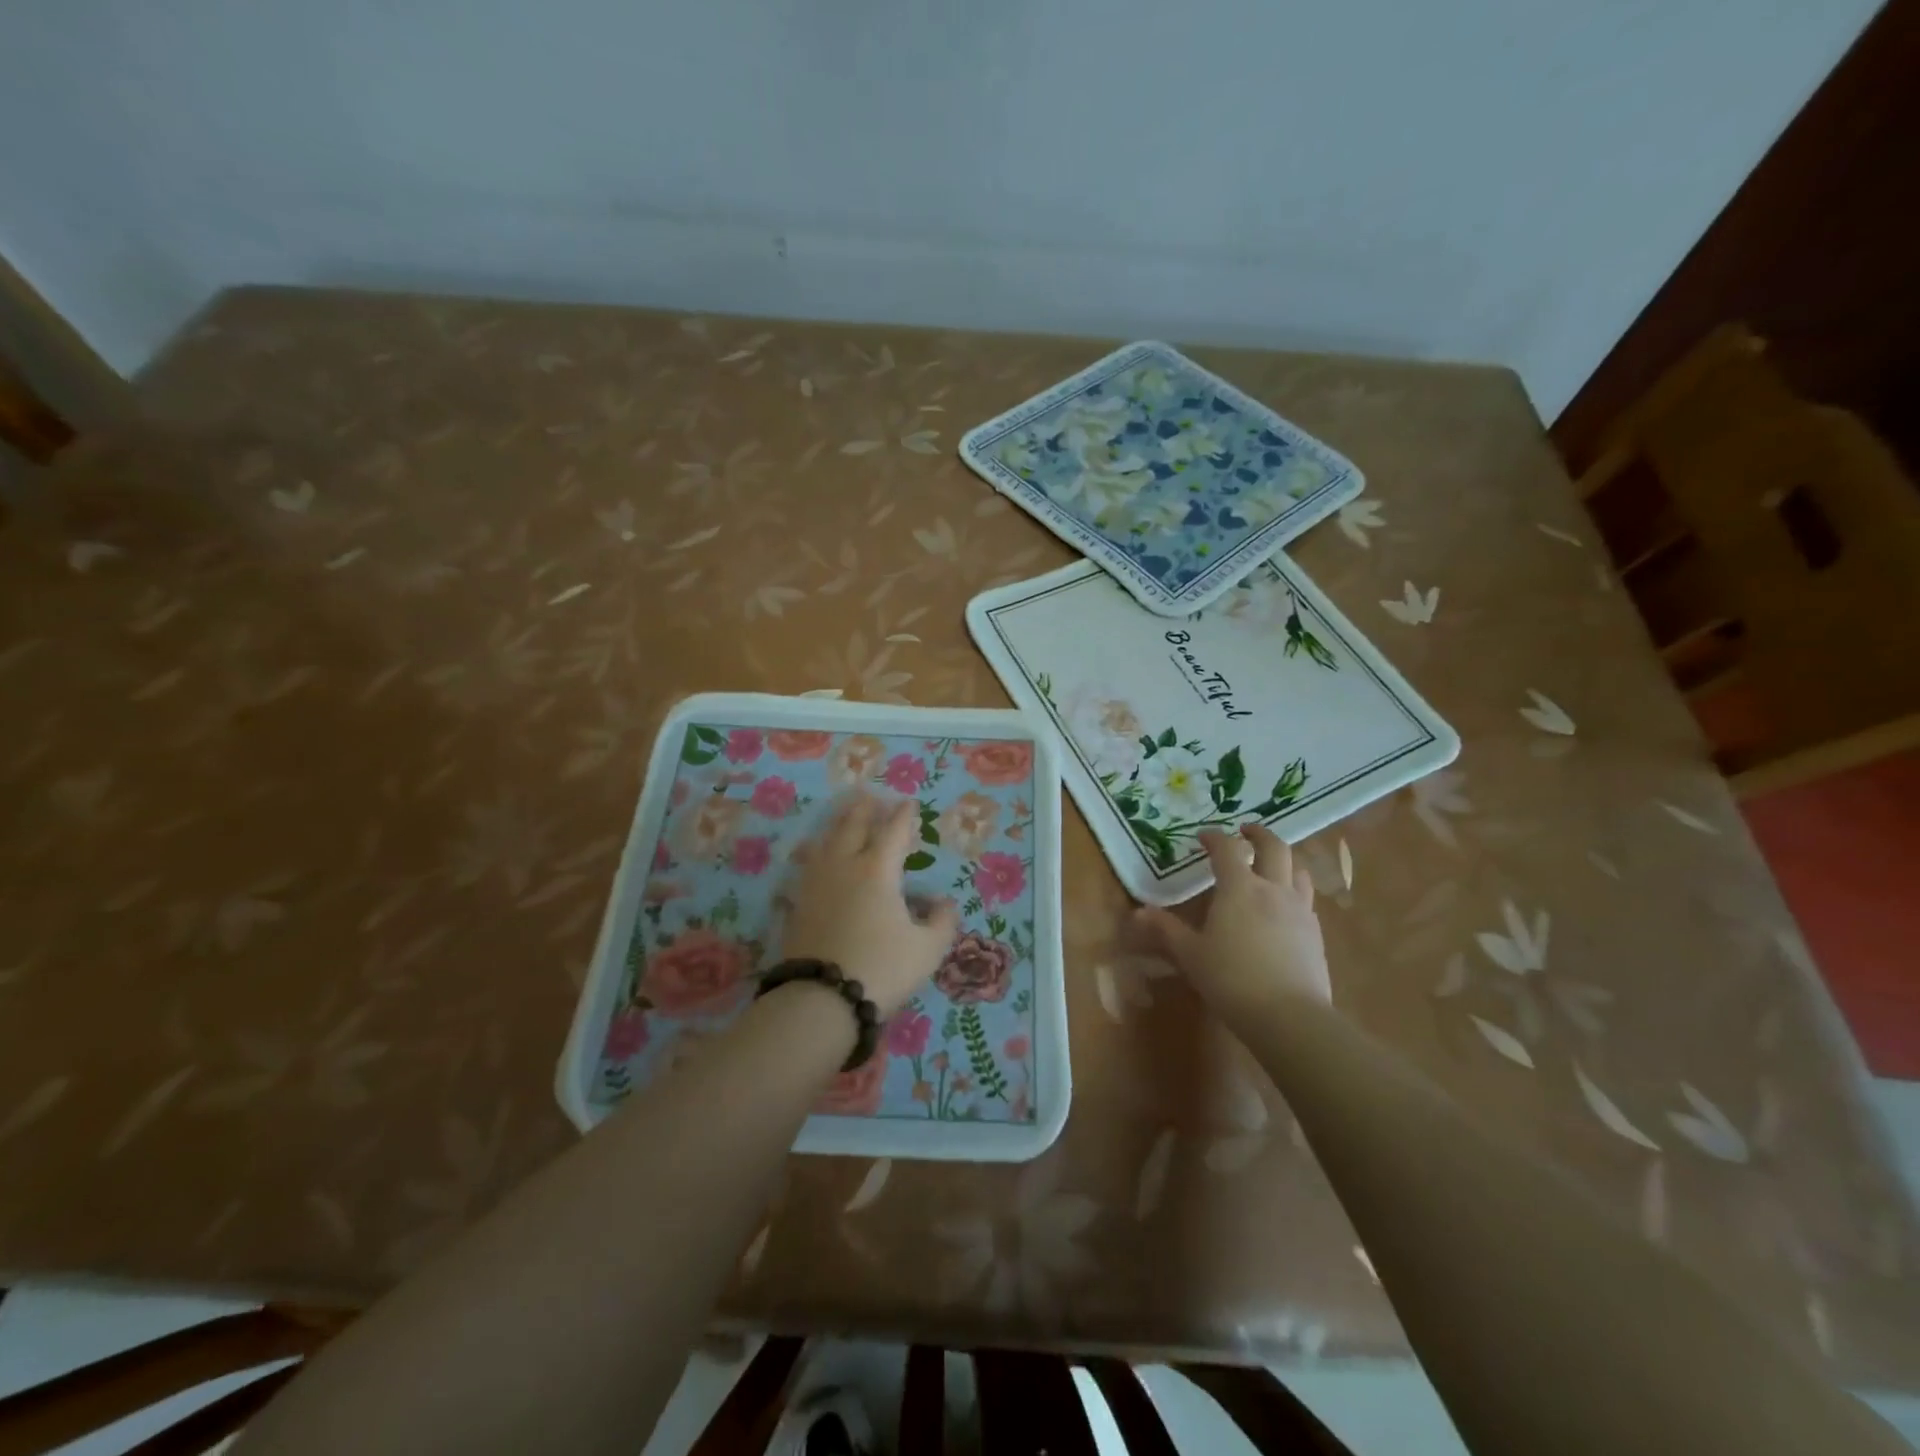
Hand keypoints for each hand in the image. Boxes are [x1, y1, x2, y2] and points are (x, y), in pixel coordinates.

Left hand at [780, 792, 960, 1016]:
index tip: (909, 803)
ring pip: (825, 843)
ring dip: (837, 825)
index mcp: (878, 871)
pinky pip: (806, 869)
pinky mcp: (797, 905)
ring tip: (842, 816)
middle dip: (864, 809)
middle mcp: (844, 867)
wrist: (822, 999)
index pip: (893, 833)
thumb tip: (943, 903)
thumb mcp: (927, 949)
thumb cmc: (882, 968)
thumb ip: (941, 922)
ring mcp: (816, 885)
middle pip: (852, 827)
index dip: (903, 816)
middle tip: (869, 794)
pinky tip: (813, 859)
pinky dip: (814, 856)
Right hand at [1135, 824, 1331, 1021]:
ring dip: (1283, 860)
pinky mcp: (1315, 934)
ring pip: (1298, 870)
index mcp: (1239, 888)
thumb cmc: (1231, 979)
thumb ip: (1166, 930)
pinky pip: (1306, 899)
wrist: (1289, 1017)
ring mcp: (1299, 910)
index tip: (1202, 836)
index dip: (1214, 837)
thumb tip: (1139, 912)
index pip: (1227, 849)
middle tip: (1245, 831)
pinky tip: (1283, 907)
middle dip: (1258, 834)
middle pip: (1275, 847)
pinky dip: (1293, 890)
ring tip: (1270, 865)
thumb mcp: (1190, 955)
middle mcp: (1273, 889)